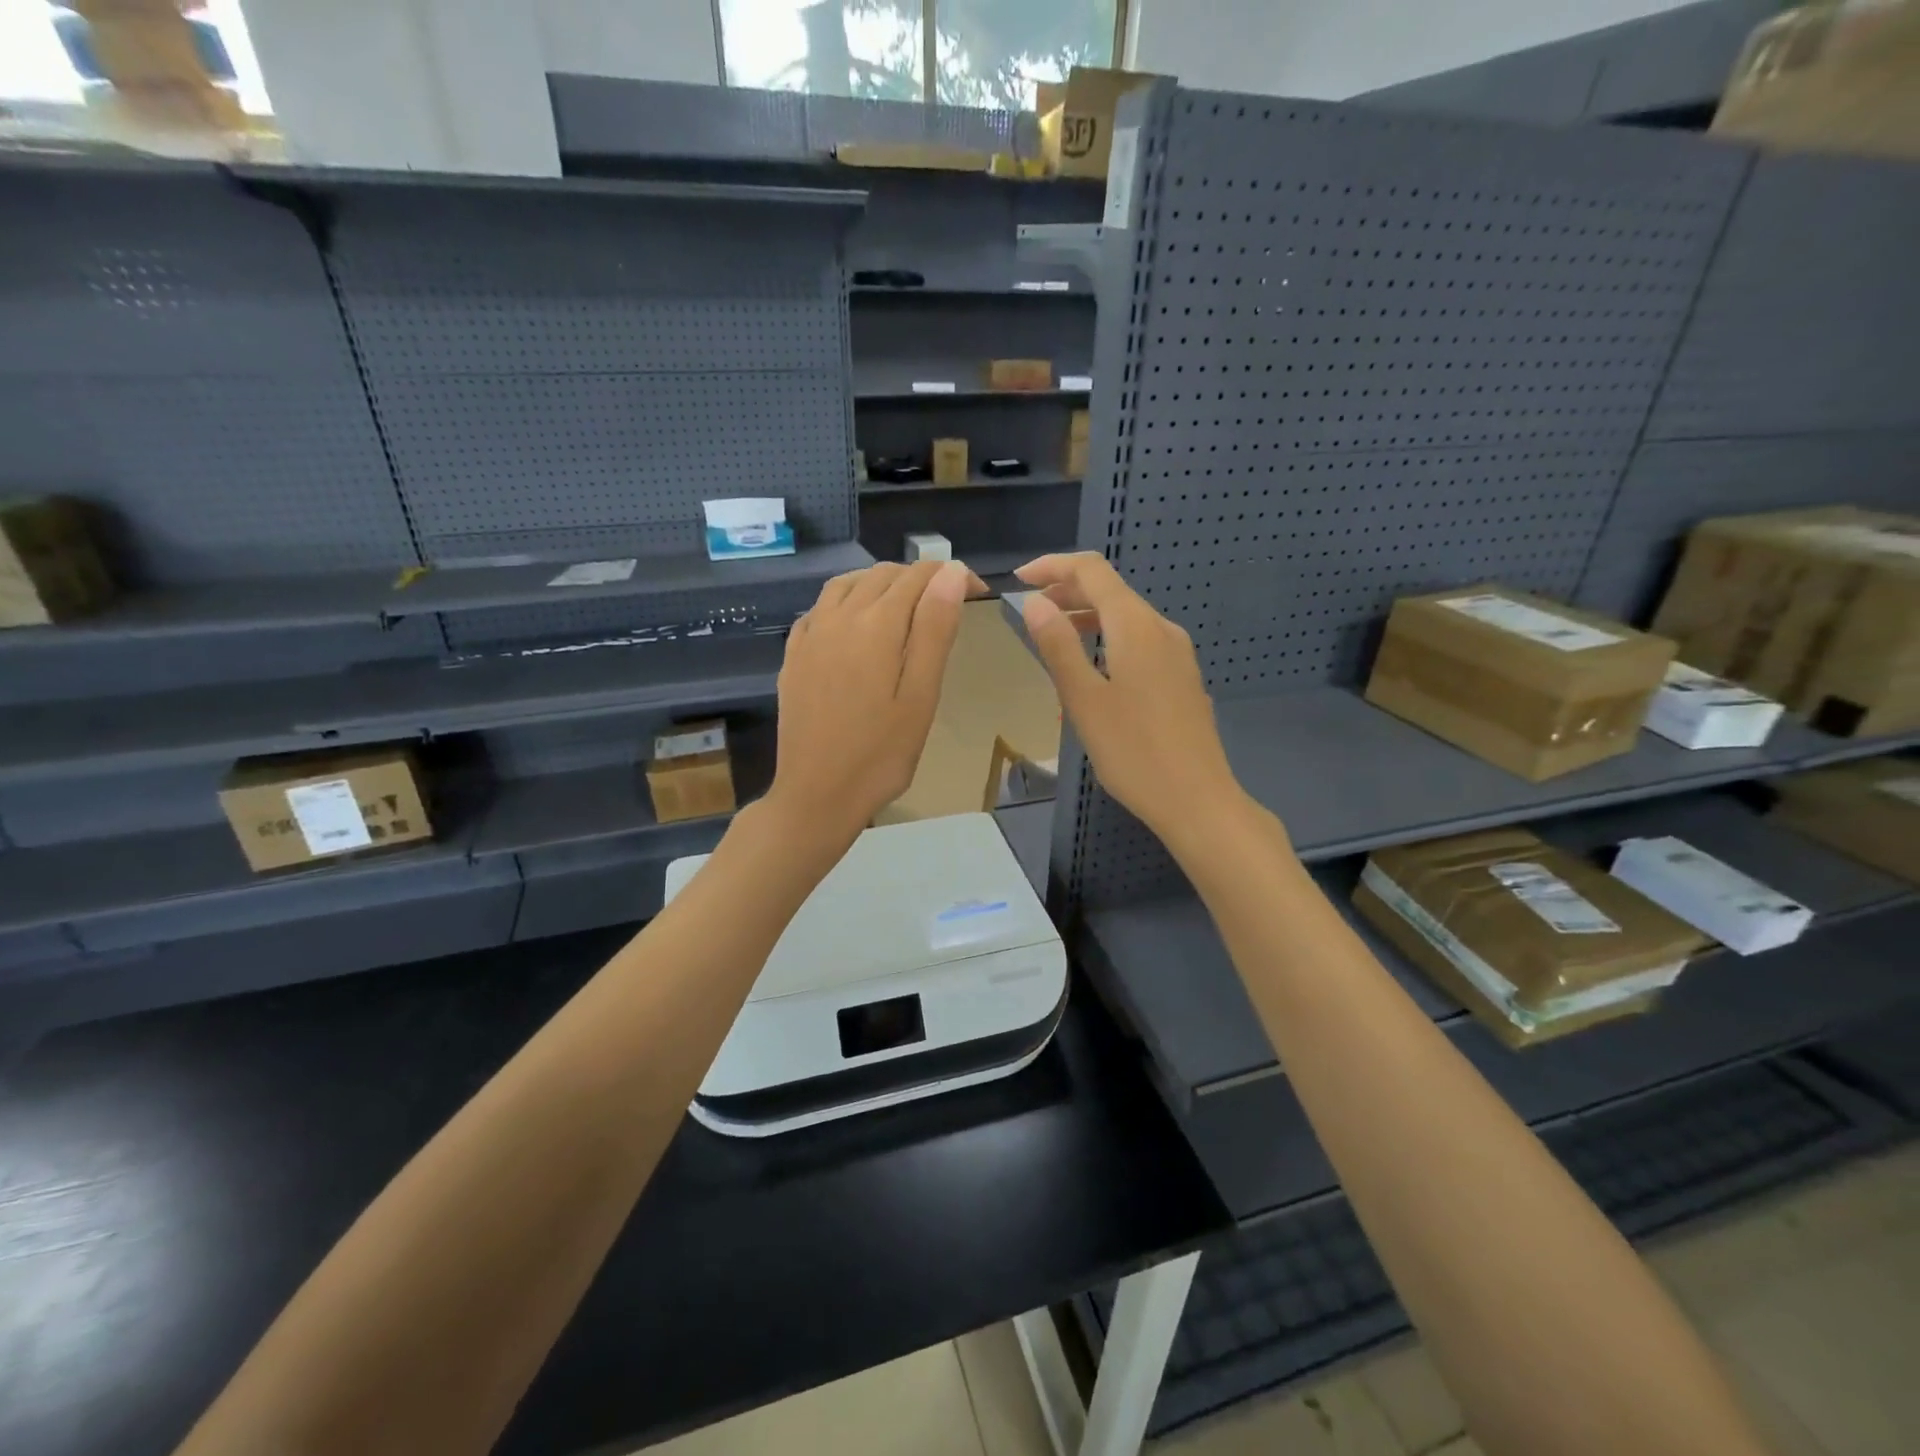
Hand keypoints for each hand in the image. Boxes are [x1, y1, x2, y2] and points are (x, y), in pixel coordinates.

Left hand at [766, 559, 978, 842]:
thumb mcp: (920, 695)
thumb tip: (951, 573)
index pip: (919, 577)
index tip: (978, 593)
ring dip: (879, 584)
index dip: (952, 576)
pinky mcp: (793, 656)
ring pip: (846, 584)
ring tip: (905, 607)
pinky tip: (855, 624)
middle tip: (947, 605)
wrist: (817, 794)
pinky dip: (845, 601)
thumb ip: (935, 630)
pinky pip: (819, 608)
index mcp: (876, 625)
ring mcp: (810, 635)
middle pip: (882, 576)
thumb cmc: (881, 754)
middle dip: (919, 578)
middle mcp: (838, 617)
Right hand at [1016, 552, 1253, 846]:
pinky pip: (1139, 642)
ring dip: (1086, 617)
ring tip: (1052, 637)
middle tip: (1029, 610)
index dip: (1053, 566)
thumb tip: (1034, 602)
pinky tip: (1091, 669)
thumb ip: (1058, 646)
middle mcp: (1161, 629)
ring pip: (1126, 618)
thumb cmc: (1133, 752)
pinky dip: (1107, 639)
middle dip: (1067, 591)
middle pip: (1111, 591)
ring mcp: (1177, 654)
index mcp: (1136, 626)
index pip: (1092, 571)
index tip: (1018, 579)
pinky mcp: (1182, 678)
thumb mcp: (1084, 700)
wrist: (1197, 799)